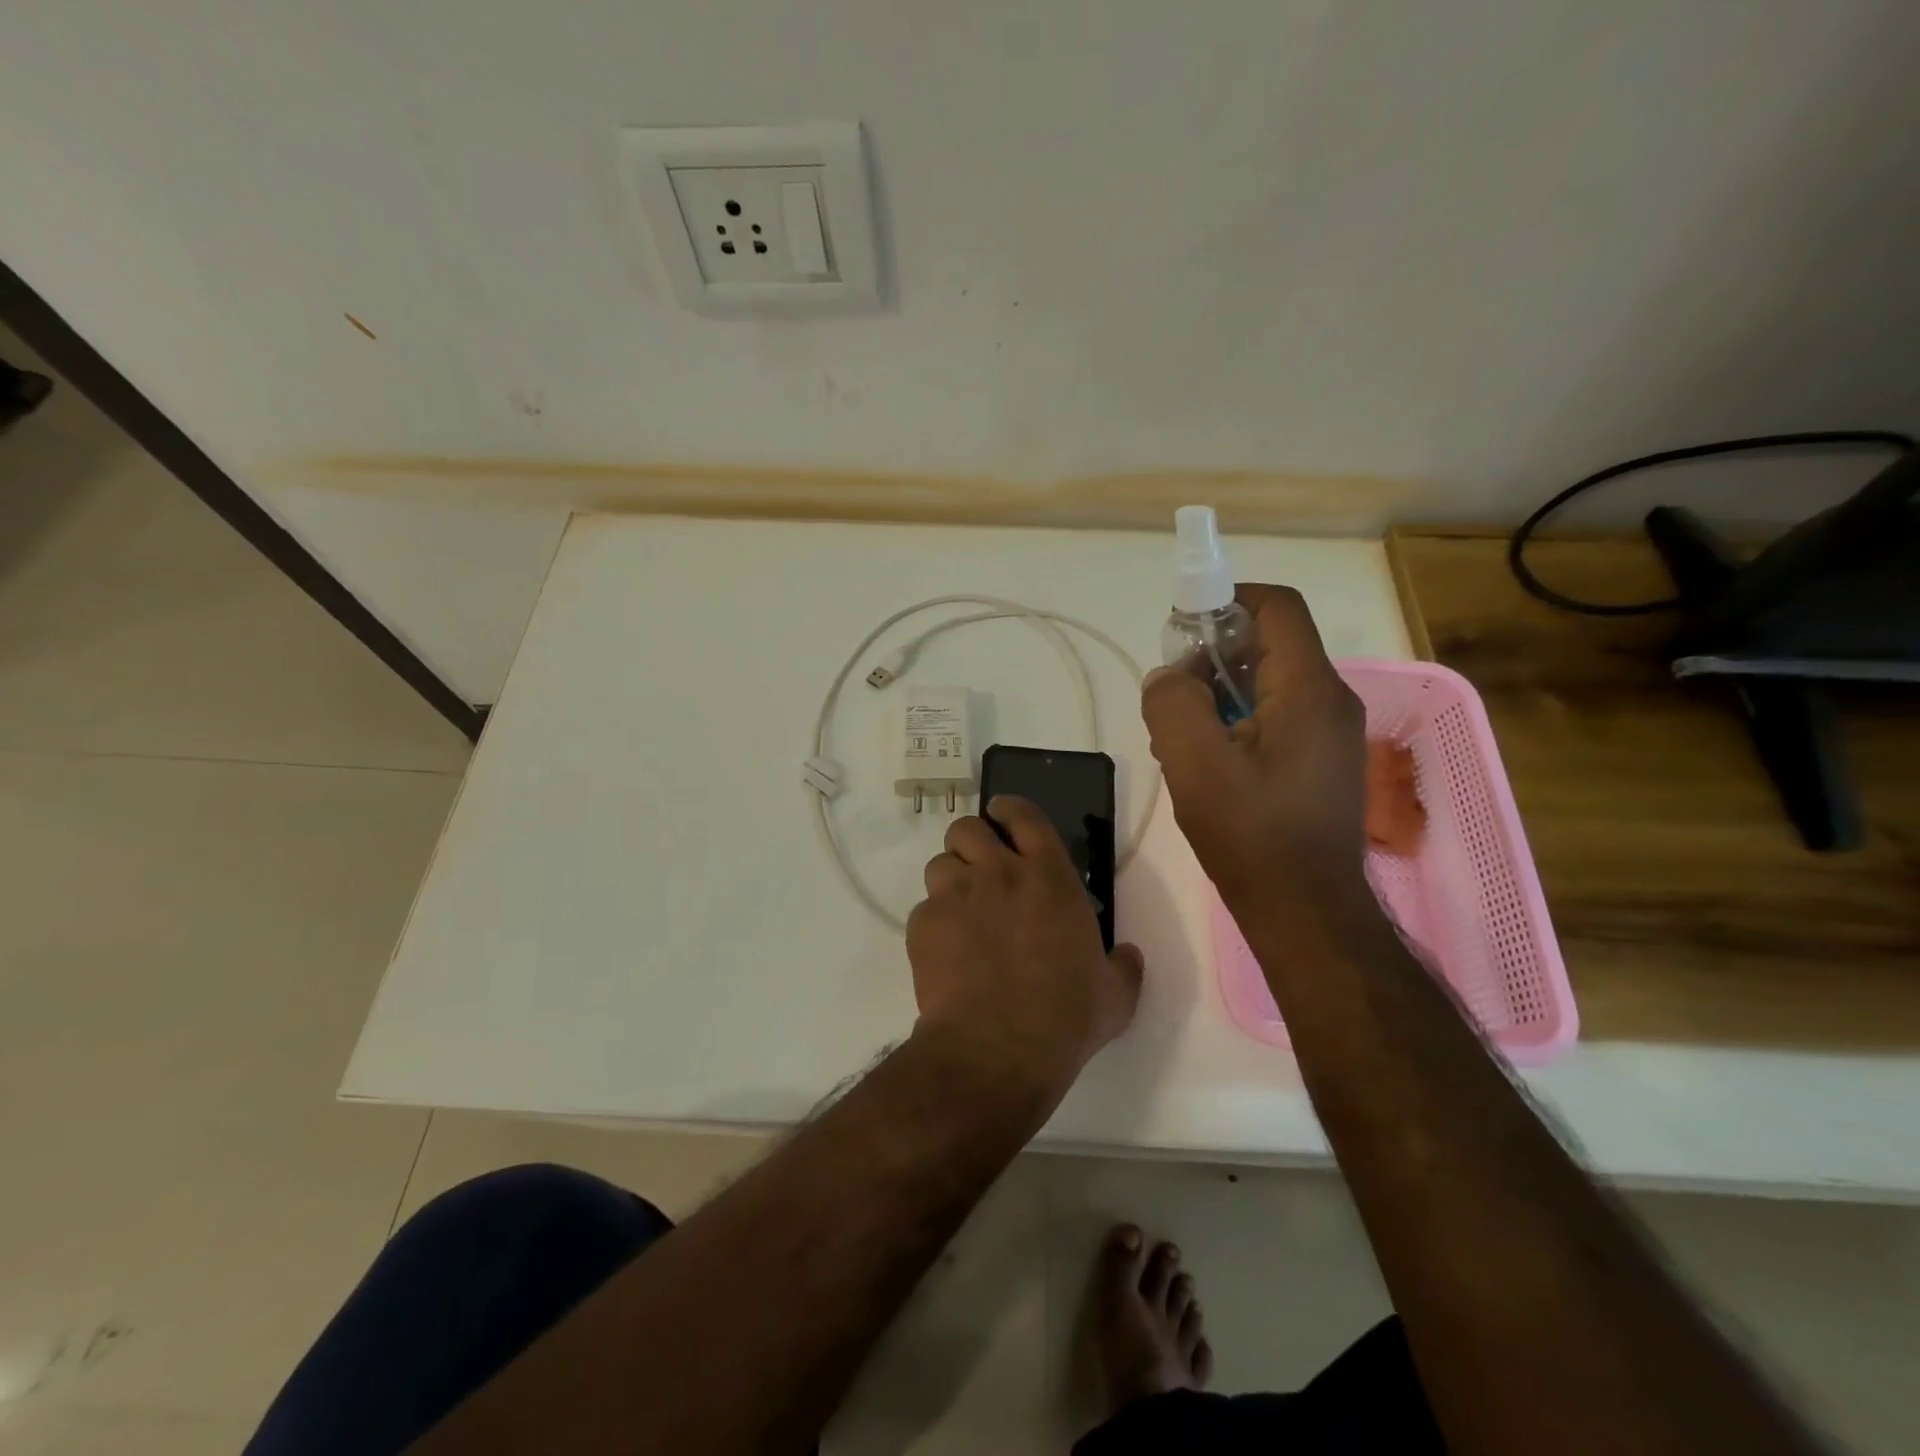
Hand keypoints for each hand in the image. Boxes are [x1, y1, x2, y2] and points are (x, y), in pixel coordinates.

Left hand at [907, 796, 1143, 1089]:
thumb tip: (1128, 955)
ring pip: (939, 863)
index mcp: (1048, 877)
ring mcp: (955, 896)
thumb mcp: (1115, 994)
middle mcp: (998, 873)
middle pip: (968, 828)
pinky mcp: (924, 924)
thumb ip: (1123, 966)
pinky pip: (923, 908)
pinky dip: (934, 922)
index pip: (1024, 815)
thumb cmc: (1066, 1016)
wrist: (998, 1048)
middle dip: (971, 841)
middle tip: (980, 867)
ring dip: (950, 879)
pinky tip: (946, 951)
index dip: (1009, 808)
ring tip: (960, 909)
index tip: (1002, 813)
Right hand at [1142, 584, 1371, 920]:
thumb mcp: (1194, 763)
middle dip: (1213, 655)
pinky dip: (1236, 721)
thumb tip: (1169, 678)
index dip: (1227, 600)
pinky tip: (1207, 762)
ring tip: (1181, 735)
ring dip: (1219, 693)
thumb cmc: (1252, 834)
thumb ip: (1172, 703)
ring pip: (1268, 684)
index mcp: (1309, 690)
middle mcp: (1330, 702)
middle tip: (1173, 694)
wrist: (1305, 912)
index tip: (1182, 627)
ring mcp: (1329, 735)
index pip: (1276, 608)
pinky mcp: (1319, 763)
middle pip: (1270, 644)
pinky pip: (1274, 718)